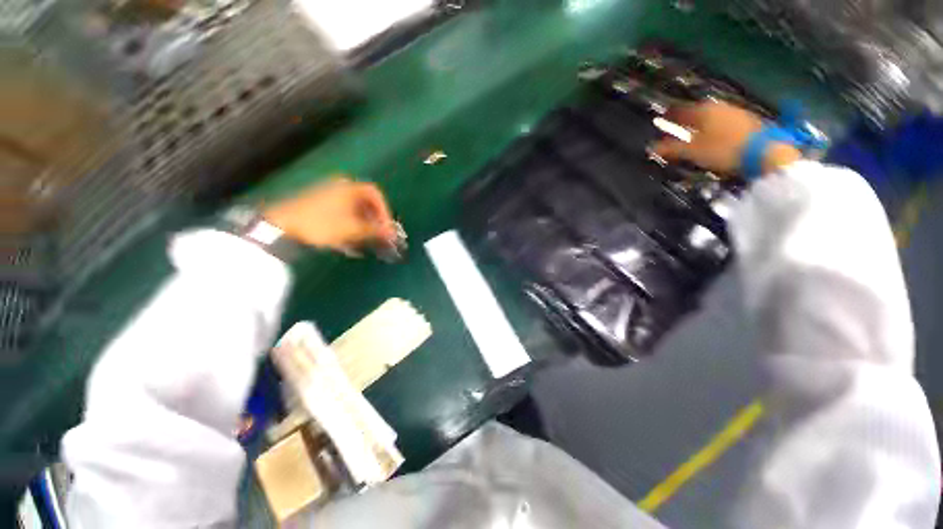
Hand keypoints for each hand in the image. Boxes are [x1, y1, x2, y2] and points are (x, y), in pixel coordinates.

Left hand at [263, 178, 397, 252]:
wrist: (280, 226)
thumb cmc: (322, 224)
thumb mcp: (352, 229)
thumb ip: (375, 230)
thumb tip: (392, 234)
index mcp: (349, 187)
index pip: (375, 194)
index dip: (385, 211)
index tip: (387, 227)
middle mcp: (339, 187)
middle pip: (365, 203)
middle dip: (374, 221)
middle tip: (378, 236)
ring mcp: (327, 196)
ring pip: (353, 211)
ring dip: (362, 226)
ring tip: (364, 243)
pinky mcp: (318, 206)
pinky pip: (341, 215)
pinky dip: (349, 227)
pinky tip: (349, 243)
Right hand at [650, 100, 801, 175]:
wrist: (765, 152)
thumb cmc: (723, 150)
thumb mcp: (692, 152)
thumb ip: (671, 149)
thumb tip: (651, 148)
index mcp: (703, 111)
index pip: (680, 110)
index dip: (669, 115)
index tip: (660, 118)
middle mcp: (718, 107)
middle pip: (696, 112)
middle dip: (684, 119)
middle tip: (674, 125)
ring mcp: (734, 112)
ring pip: (710, 116)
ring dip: (699, 123)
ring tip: (691, 131)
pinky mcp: (746, 122)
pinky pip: (722, 121)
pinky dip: (712, 127)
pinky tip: (712, 135)